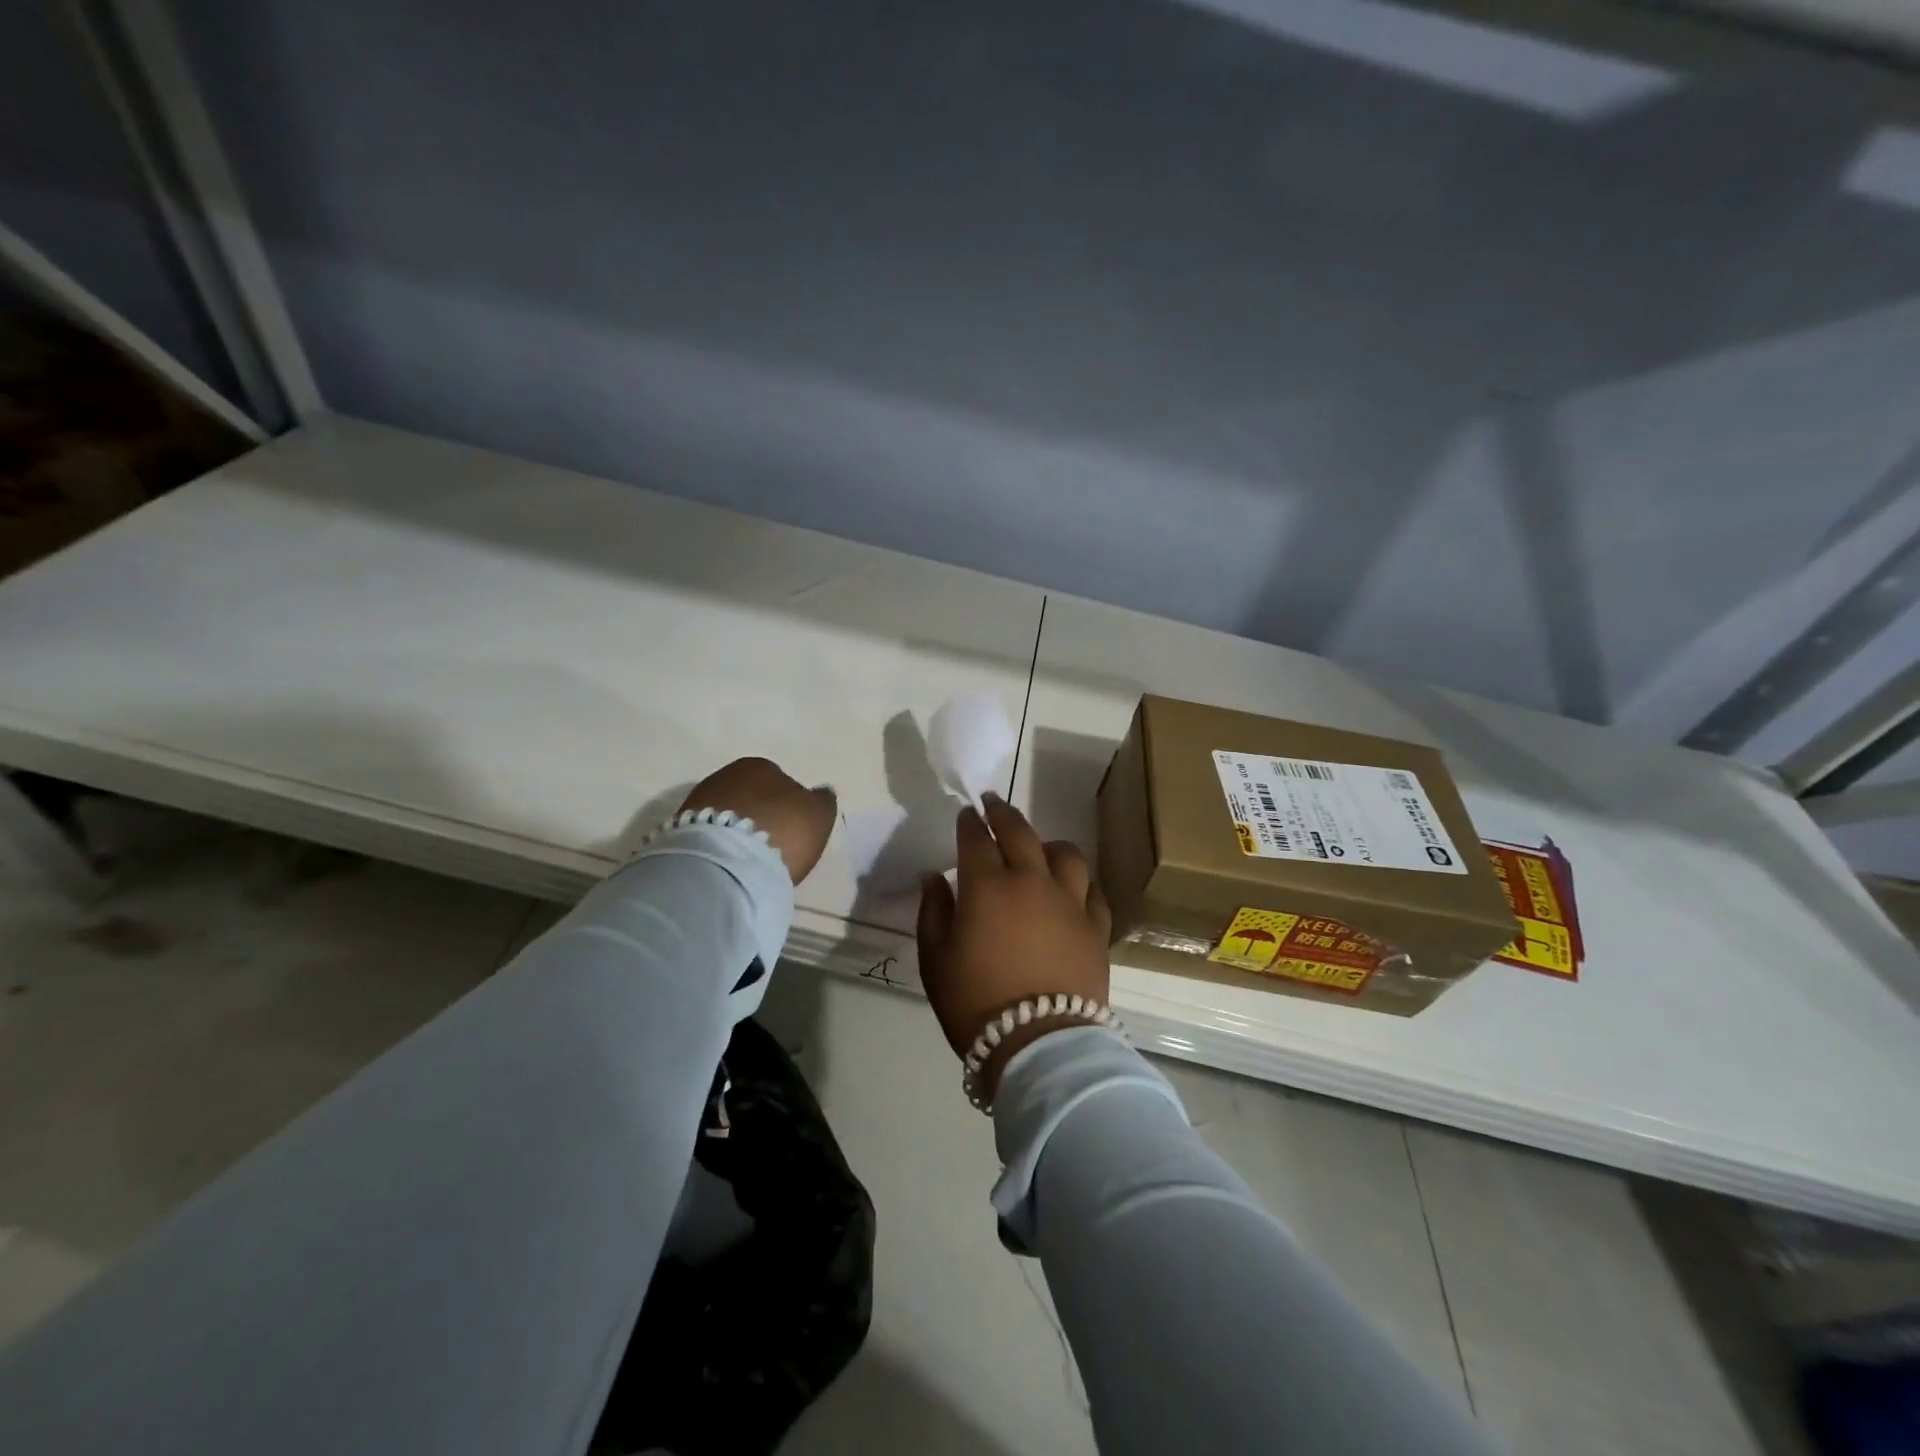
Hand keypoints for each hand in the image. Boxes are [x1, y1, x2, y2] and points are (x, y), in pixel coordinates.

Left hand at [679, 757, 836, 883]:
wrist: (727, 863)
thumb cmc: (781, 831)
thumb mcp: (819, 815)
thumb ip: (822, 800)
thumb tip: (820, 792)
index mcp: (761, 765)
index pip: (779, 781)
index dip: (787, 806)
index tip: (791, 830)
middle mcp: (726, 774)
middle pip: (749, 796)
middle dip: (758, 815)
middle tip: (770, 844)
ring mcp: (698, 801)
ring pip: (726, 814)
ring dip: (735, 830)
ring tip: (747, 858)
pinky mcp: (678, 829)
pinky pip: (708, 834)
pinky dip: (718, 845)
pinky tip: (728, 863)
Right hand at [916, 794, 1111, 1101]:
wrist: (1040, 1044)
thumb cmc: (976, 1003)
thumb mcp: (936, 960)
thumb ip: (933, 912)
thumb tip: (934, 877)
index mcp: (988, 886)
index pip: (976, 840)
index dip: (969, 823)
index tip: (966, 813)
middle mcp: (1031, 881)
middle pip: (1019, 833)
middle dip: (1002, 814)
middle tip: (993, 804)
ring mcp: (1070, 902)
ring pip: (1065, 854)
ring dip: (1048, 843)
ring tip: (1040, 846)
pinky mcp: (1096, 927)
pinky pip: (1092, 890)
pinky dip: (1080, 881)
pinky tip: (1073, 886)